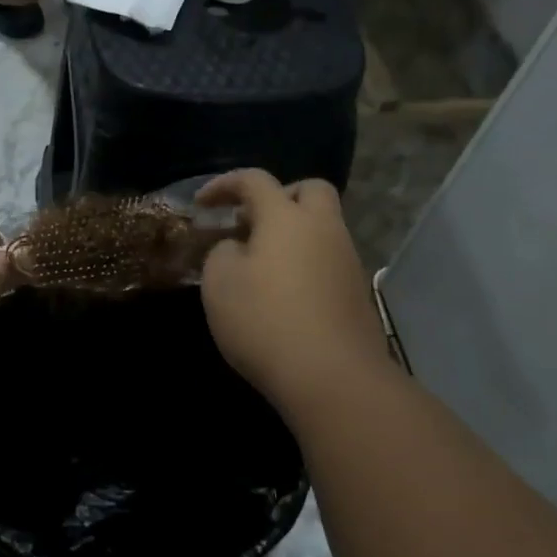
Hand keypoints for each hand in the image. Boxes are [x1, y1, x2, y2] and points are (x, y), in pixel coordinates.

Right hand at [197, 171, 389, 414]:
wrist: (331, 375)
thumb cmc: (264, 320)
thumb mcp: (219, 282)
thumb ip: (222, 252)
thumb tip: (237, 247)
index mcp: (286, 218)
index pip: (254, 180)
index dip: (224, 184)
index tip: (201, 203)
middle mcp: (324, 229)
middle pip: (309, 191)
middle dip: (277, 196)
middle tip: (249, 223)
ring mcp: (347, 260)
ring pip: (322, 227)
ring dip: (292, 233)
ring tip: (259, 264)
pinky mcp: (356, 292)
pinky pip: (327, 260)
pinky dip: (304, 262)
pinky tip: (283, 294)